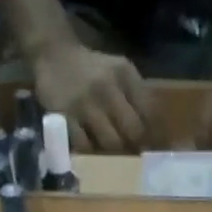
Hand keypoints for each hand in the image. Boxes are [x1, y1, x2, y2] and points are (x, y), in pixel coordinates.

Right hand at [32, 42, 156, 153]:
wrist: (53, 55)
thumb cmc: (93, 70)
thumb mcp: (120, 71)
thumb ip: (138, 95)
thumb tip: (158, 133)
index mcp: (124, 74)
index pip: (149, 112)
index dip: (155, 134)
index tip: (155, 148)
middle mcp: (106, 87)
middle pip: (132, 131)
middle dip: (136, 147)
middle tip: (134, 155)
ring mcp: (84, 103)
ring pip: (111, 142)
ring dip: (115, 154)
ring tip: (114, 156)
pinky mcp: (65, 117)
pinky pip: (85, 146)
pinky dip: (91, 152)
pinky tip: (91, 149)